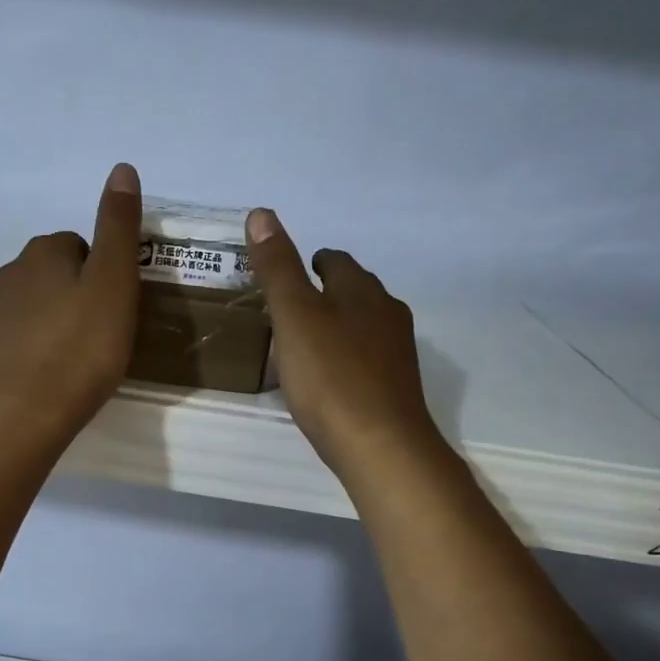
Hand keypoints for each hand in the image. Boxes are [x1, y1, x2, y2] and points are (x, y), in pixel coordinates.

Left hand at [0, 163, 141, 444]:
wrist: (25, 414)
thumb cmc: (80, 348)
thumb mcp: (113, 283)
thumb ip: (118, 226)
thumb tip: (122, 168)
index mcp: (43, 252)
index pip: (81, 245)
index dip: (105, 274)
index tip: (118, 308)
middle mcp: (12, 272)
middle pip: (59, 274)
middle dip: (81, 295)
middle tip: (106, 334)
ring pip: (40, 306)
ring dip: (61, 321)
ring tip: (83, 358)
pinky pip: (25, 337)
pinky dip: (42, 348)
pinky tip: (57, 375)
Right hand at [247, 208, 445, 482]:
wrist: (381, 447)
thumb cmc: (332, 378)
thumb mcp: (295, 318)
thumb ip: (277, 268)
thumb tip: (262, 213)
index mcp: (362, 291)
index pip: (335, 261)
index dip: (310, 263)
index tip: (287, 277)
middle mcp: (387, 314)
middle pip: (353, 292)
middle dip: (324, 295)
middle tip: (289, 312)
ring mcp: (397, 353)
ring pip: (363, 327)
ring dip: (336, 328)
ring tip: (304, 346)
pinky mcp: (397, 388)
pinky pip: (367, 361)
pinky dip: (345, 360)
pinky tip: (328, 382)